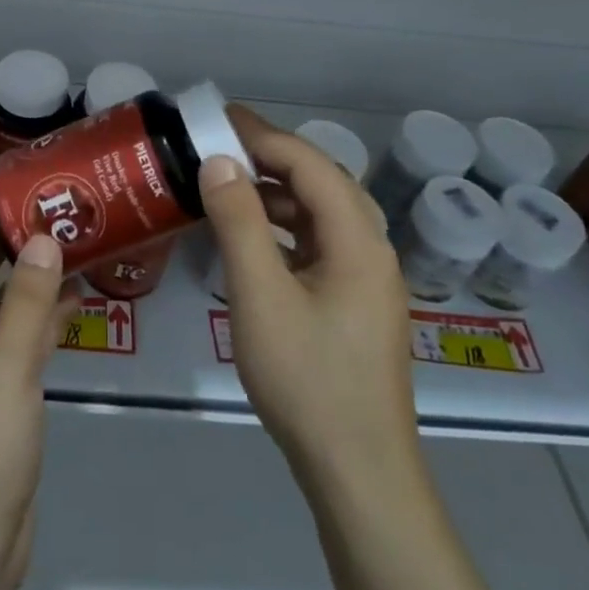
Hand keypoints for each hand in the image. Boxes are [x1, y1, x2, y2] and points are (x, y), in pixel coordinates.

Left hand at [0, 225, 76, 589]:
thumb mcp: (7, 369)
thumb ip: (28, 302)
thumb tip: (43, 239)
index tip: (29, 218)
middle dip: (13, 259)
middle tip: (62, 232)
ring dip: (29, 293)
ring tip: (75, 261)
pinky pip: (9, 353)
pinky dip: (35, 330)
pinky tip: (72, 311)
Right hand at [200, 106, 419, 489]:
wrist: (358, 471)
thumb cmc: (307, 379)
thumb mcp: (260, 296)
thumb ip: (239, 222)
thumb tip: (218, 160)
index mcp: (358, 240)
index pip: (309, 164)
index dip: (263, 135)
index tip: (217, 118)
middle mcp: (370, 249)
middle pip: (321, 181)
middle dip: (271, 156)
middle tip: (219, 143)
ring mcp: (366, 278)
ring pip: (321, 213)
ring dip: (276, 191)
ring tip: (228, 182)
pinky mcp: (354, 303)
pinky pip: (318, 243)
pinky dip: (283, 226)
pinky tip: (252, 236)